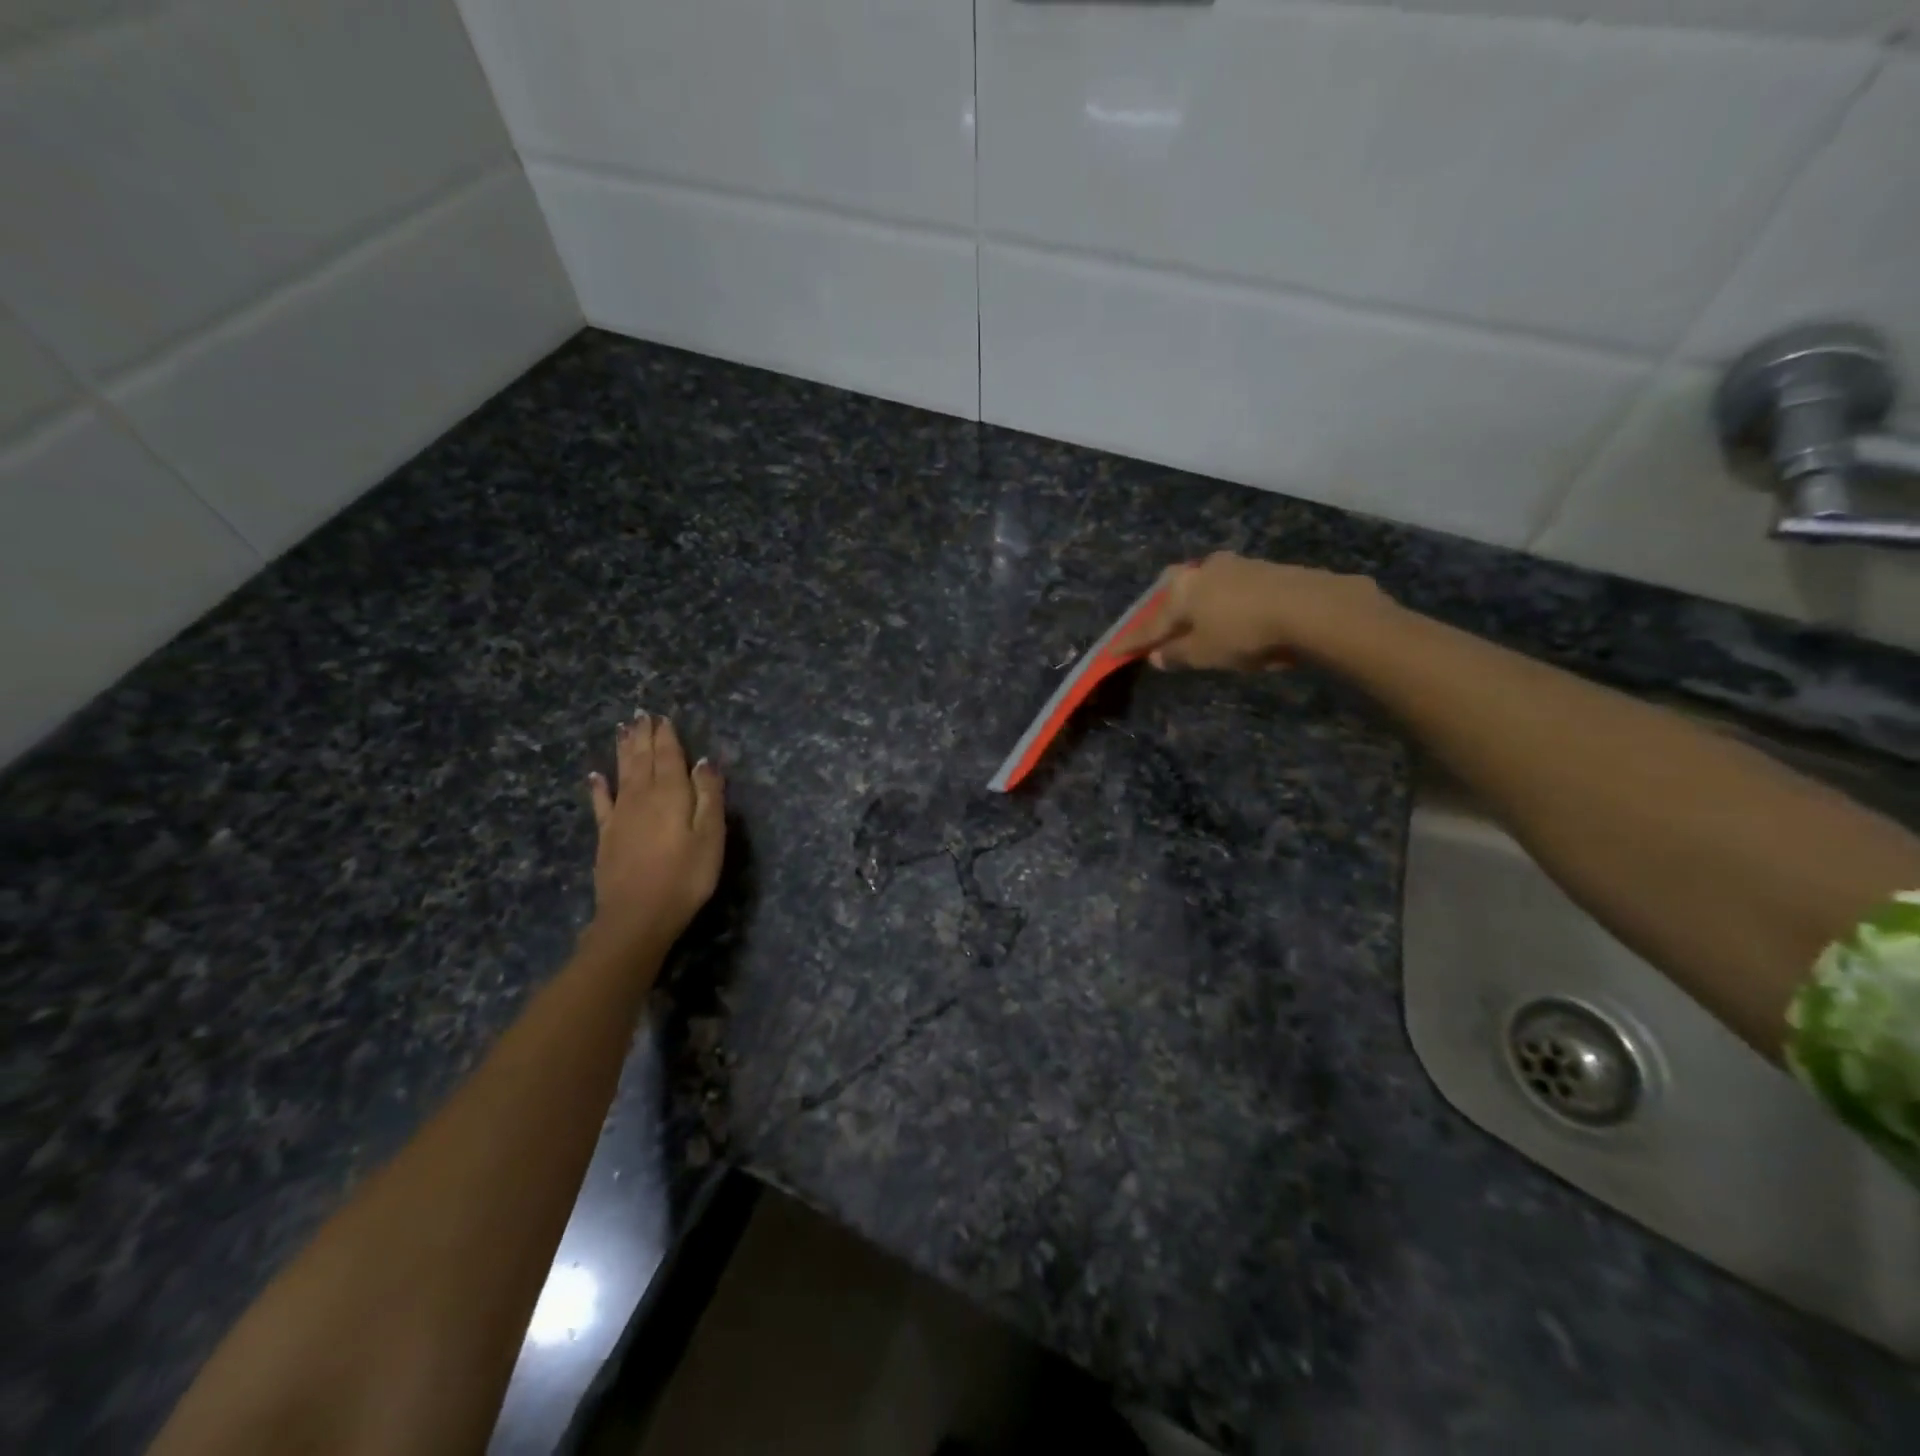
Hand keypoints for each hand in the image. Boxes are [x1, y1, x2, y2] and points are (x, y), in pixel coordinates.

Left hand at [586, 713, 725, 955]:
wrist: (637, 916)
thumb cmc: (685, 876)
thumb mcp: (711, 836)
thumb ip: (709, 796)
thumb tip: (704, 761)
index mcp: (671, 794)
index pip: (669, 756)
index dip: (666, 736)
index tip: (663, 717)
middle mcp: (642, 797)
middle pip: (643, 760)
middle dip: (644, 737)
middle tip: (641, 715)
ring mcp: (620, 816)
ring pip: (622, 773)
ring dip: (624, 751)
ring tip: (623, 730)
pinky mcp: (606, 836)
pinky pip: (601, 803)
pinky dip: (599, 787)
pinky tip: (595, 776)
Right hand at [1115, 552, 1392, 670]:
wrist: (1312, 608)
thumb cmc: (1244, 633)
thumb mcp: (1205, 654)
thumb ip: (1178, 654)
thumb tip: (1157, 656)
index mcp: (1182, 591)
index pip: (1149, 623)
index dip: (1131, 642)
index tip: (1111, 652)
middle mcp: (1204, 571)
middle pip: (1176, 591)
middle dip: (1167, 608)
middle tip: (1164, 627)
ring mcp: (1237, 566)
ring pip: (1207, 586)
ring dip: (1201, 605)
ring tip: (1203, 625)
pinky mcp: (1267, 569)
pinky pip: (1235, 589)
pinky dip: (1229, 604)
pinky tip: (1237, 617)